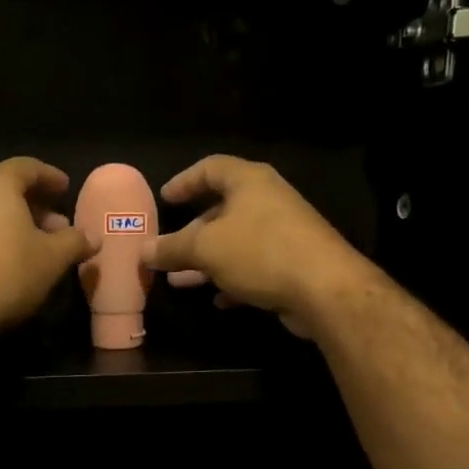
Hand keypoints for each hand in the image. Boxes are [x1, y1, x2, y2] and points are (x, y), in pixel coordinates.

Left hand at [0, 156, 91, 344]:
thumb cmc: (6, 274)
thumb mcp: (52, 259)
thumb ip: (75, 242)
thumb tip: (92, 237)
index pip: (27, 167)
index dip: (50, 177)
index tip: (66, 188)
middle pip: (5, 189)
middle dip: (34, 205)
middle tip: (57, 226)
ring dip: (13, 224)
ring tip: (35, 246)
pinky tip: (6, 262)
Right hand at [145, 155, 372, 337]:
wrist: (325, 289)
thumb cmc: (260, 252)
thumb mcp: (206, 249)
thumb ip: (172, 248)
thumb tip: (143, 250)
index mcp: (249, 182)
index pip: (210, 168)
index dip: (184, 181)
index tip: (164, 199)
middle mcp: (268, 200)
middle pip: (222, 209)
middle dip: (191, 232)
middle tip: (167, 249)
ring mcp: (283, 232)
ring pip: (236, 241)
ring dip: (207, 261)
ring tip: (179, 281)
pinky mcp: (293, 263)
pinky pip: (254, 266)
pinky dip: (233, 279)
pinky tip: (218, 300)